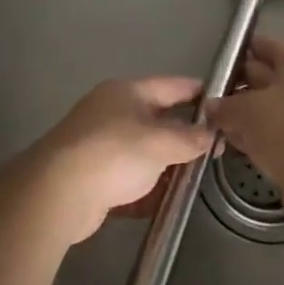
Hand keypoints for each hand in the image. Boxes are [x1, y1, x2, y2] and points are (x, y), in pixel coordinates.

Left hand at [28, 77, 214, 243]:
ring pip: (144, 150)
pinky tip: (164, 199)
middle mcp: (112, 111)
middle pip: (157, 118)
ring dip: (167, 163)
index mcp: (127, 92)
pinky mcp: (92, 174)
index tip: (225, 106)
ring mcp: (99, 143)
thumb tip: (210, 134)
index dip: (200, 93)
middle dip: (185, 134)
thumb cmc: (115, 154)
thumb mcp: (161, 143)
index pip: (173, 85)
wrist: (58, 193)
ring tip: (194, 178)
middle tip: (215, 149)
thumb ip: (190, 138)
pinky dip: (146, 186)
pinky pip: (128, 177)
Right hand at [207, 36, 283, 194]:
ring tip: (220, 125)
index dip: (241, 52)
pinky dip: (263, 138)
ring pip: (275, 110)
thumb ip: (225, 105)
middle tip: (212, 98)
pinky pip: (283, 135)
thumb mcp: (247, 111)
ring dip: (250, 117)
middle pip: (271, 78)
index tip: (217, 65)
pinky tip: (240, 147)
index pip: (268, 47)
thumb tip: (212, 105)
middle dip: (242, 87)